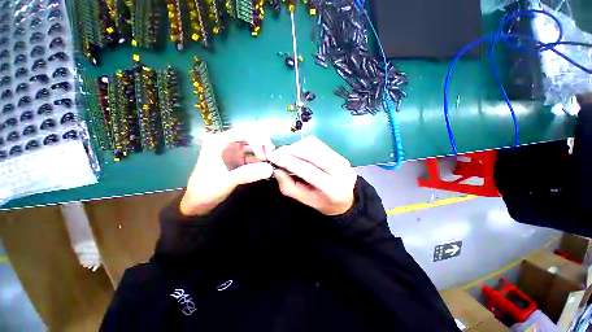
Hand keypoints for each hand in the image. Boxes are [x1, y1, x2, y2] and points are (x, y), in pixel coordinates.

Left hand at [180, 129, 274, 215]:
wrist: (198, 202)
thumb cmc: (207, 189)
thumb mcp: (226, 181)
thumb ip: (248, 174)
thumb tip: (270, 169)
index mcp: (219, 142)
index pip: (243, 132)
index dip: (257, 140)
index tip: (264, 155)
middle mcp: (227, 143)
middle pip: (250, 136)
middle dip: (262, 143)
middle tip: (272, 154)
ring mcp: (233, 152)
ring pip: (252, 145)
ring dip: (263, 151)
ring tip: (272, 160)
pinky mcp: (238, 160)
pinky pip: (252, 156)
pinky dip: (260, 160)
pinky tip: (267, 165)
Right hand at [268, 136, 356, 215]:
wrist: (345, 199)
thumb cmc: (323, 202)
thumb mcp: (304, 200)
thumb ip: (289, 186)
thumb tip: (276, 170)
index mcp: (332, 187)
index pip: (306, 169)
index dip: (288, 161)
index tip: (272, 157)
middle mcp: (340, 170)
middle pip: (311, 152)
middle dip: (290, 150)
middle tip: (276, 154)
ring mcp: (341, 159)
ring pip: (314, 144)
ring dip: (296, 146)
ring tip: (286, 154)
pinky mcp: (338, 153)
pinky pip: (317, 144)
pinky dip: (303, 145)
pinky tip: (297, 152)